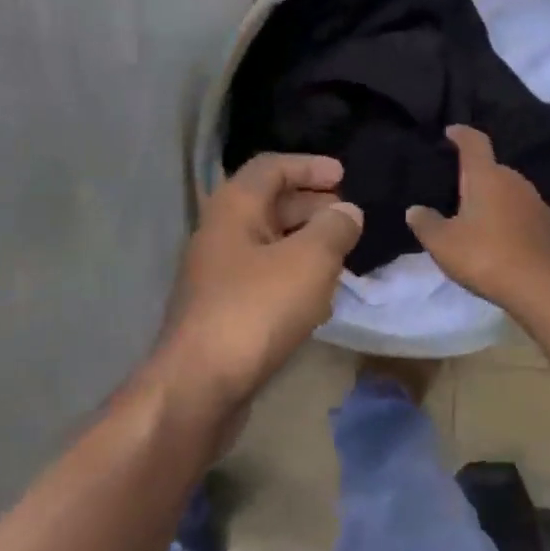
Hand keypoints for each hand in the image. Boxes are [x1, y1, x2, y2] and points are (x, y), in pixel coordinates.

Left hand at [159, 153, 362, 410]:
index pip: (271, 167)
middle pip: (269, 203)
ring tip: (343, 253)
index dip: (310, 166)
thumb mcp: (309, 261)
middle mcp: (220, 233)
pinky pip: (264, 276)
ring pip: (268, 243)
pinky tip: (319, 296)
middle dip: (312, 204)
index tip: (345, 176)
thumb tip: (347, 211)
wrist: (201, 384)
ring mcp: (219, 273)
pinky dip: (294, 274)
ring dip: (306, 242)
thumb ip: (334, 229)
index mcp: (234, 208)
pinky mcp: (224, 308)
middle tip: (349, 216)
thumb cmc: (256, 309)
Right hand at [405, 125, 549, 308]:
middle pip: (491, 168)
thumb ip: (425, 223)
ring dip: (491, 198)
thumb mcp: (443, 243)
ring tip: (473, 216)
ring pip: (507, 190)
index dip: (461, 134)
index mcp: (486, 176)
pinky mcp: (547, 225)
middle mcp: (514, 180)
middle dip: (473, 174)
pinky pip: (520, 211)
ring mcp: (535, 201)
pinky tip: (496, 236)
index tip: (450, 132)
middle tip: (453, 189)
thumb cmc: (485, 256)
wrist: (540, 286)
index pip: (474, 142)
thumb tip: (415, 210)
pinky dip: (506, 217)